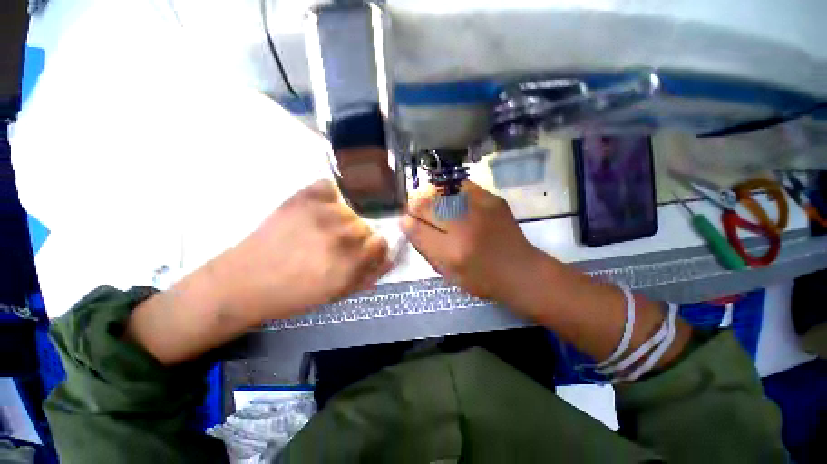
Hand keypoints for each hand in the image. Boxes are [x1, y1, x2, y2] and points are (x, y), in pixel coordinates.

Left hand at [215, 179, 392, 320]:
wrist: (245, 281)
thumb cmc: (294, 295)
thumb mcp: (338, 294)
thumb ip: (369, 275)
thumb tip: (390, 258)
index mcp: (349, 264)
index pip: (381, 242)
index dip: (374, 247)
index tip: (364, 250)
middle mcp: (340, 237)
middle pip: (366, 225)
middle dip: (358, 236)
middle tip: (339, 243)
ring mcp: (322, 214)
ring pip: (352, 209)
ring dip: (344, 218)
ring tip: (325, 227)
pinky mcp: (302, 198)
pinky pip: (329, 187)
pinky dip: (329, 195)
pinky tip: (319, 208)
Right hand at [400, 182, 543, 305]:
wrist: (521, 270)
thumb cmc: (481, 278)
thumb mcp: (447, 273)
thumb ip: (424, 248)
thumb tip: (406, 223)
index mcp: (451, 252)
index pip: (416, 228)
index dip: (406, 221)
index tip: (406, 221)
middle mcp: (464, 226)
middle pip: (426, 204)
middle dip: (415, 206)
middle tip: (417, 212)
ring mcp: (480, 208)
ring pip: (440, 191)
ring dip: (430, 197)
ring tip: (433, 205)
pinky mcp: (492, 198)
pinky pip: (460, 185)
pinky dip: (449, 191)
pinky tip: (450, 199)